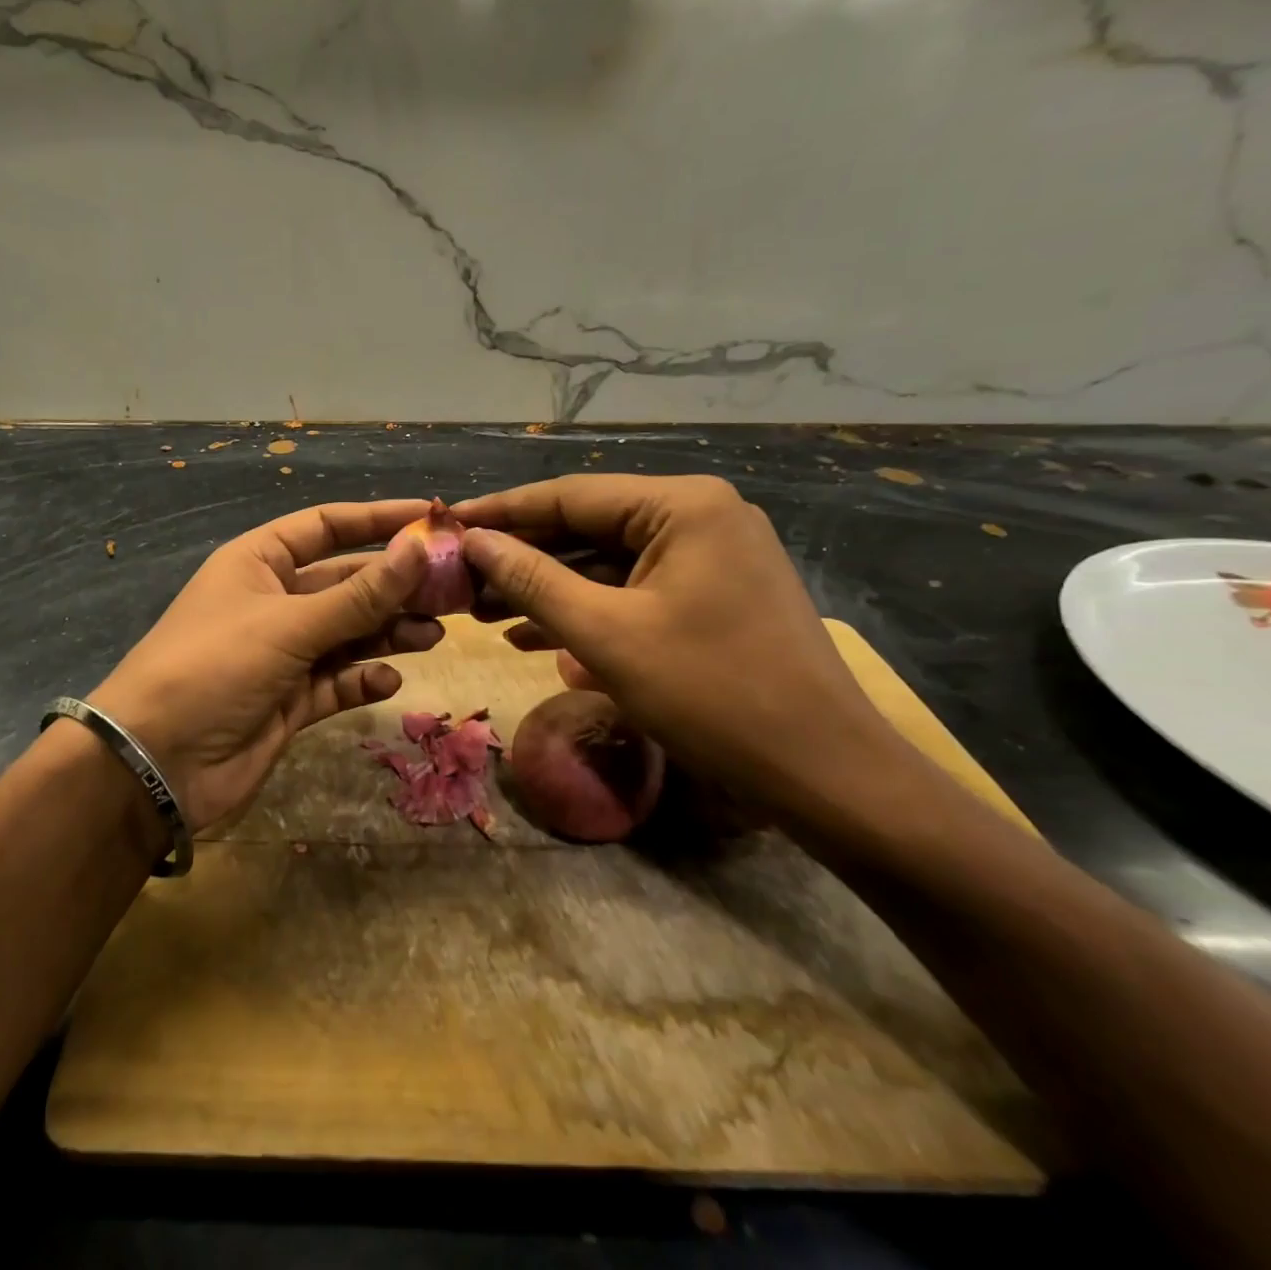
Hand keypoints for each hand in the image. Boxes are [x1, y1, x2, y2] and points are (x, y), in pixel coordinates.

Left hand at [88, 500, 440, 832]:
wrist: (156, 762)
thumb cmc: (215, 667)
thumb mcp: (289, 625)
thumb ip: (359, 595)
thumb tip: (419, 549)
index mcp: (259, 562)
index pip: (326, 526)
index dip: (377, 519)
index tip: (430, 518)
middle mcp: (273, 601)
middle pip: (346, 582)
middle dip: (395, 586)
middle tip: (451, 592)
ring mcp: (283, 654)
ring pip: (349, 633)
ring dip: (389, 632)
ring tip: (433, 635)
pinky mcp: (291, 701)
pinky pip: (338, 681)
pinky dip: (363, 679)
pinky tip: (388, 681)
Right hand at [452, 476, 906, 821]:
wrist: (824, 775)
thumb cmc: (711, 694)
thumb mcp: (605, 636)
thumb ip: (532, 580)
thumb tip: (473, 541)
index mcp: (682, 506)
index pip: (570, 495)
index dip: (501, 512)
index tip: (446, 524)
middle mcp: (699, 516)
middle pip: (587, 527)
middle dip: (522, 558)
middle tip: (458, 580)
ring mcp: (709, 557)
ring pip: (605, 563)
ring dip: (547, 589)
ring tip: (482, 613)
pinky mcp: (711, 596)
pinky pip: (632, 592)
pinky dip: (585, 612)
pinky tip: (531, 637)